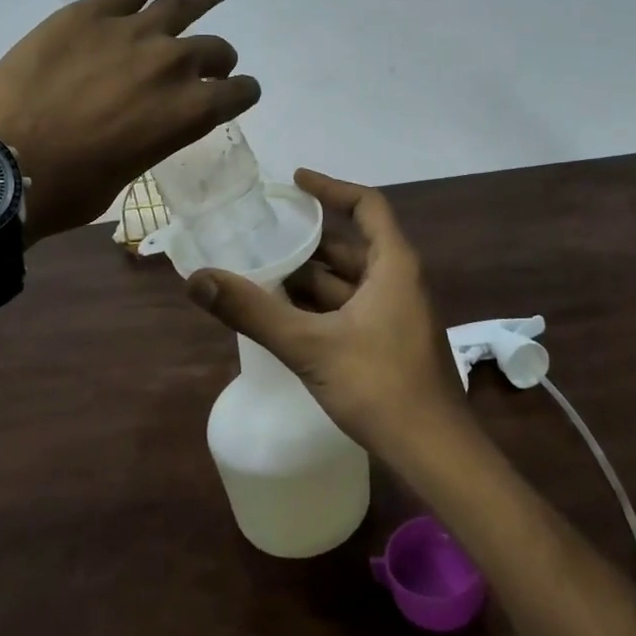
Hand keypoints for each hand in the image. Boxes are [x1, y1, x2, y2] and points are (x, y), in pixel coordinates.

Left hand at [0, 0, 259, 240]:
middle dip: (219, 58)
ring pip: (184, 4)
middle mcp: (173, 65)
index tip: (238, 91)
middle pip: (213, 50)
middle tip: (213, 60)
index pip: (236, 94)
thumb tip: (151, 119)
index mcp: (188, 113)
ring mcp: (134, 32)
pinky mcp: (93, 12)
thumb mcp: (129, 170)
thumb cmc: (69, 186)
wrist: (4, 163)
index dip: (242, 93)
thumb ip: (155, 135)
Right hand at [184, 169, 469, 462]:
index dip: (331, 188)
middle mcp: (399, 280)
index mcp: (392, 265)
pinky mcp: (392, 342)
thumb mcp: (310, 345)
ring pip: (349, 281)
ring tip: (263, 273)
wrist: (436, 453)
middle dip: (308, 241)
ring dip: (311, 278)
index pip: (366, 205)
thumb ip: (253, 311)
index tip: (295, 181)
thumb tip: (199, 278)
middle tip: (263, 235)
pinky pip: (352, 308)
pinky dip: (322, 305)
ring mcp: (398, 314)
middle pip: (351, 245)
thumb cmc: (380, 386)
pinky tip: (287, 317)